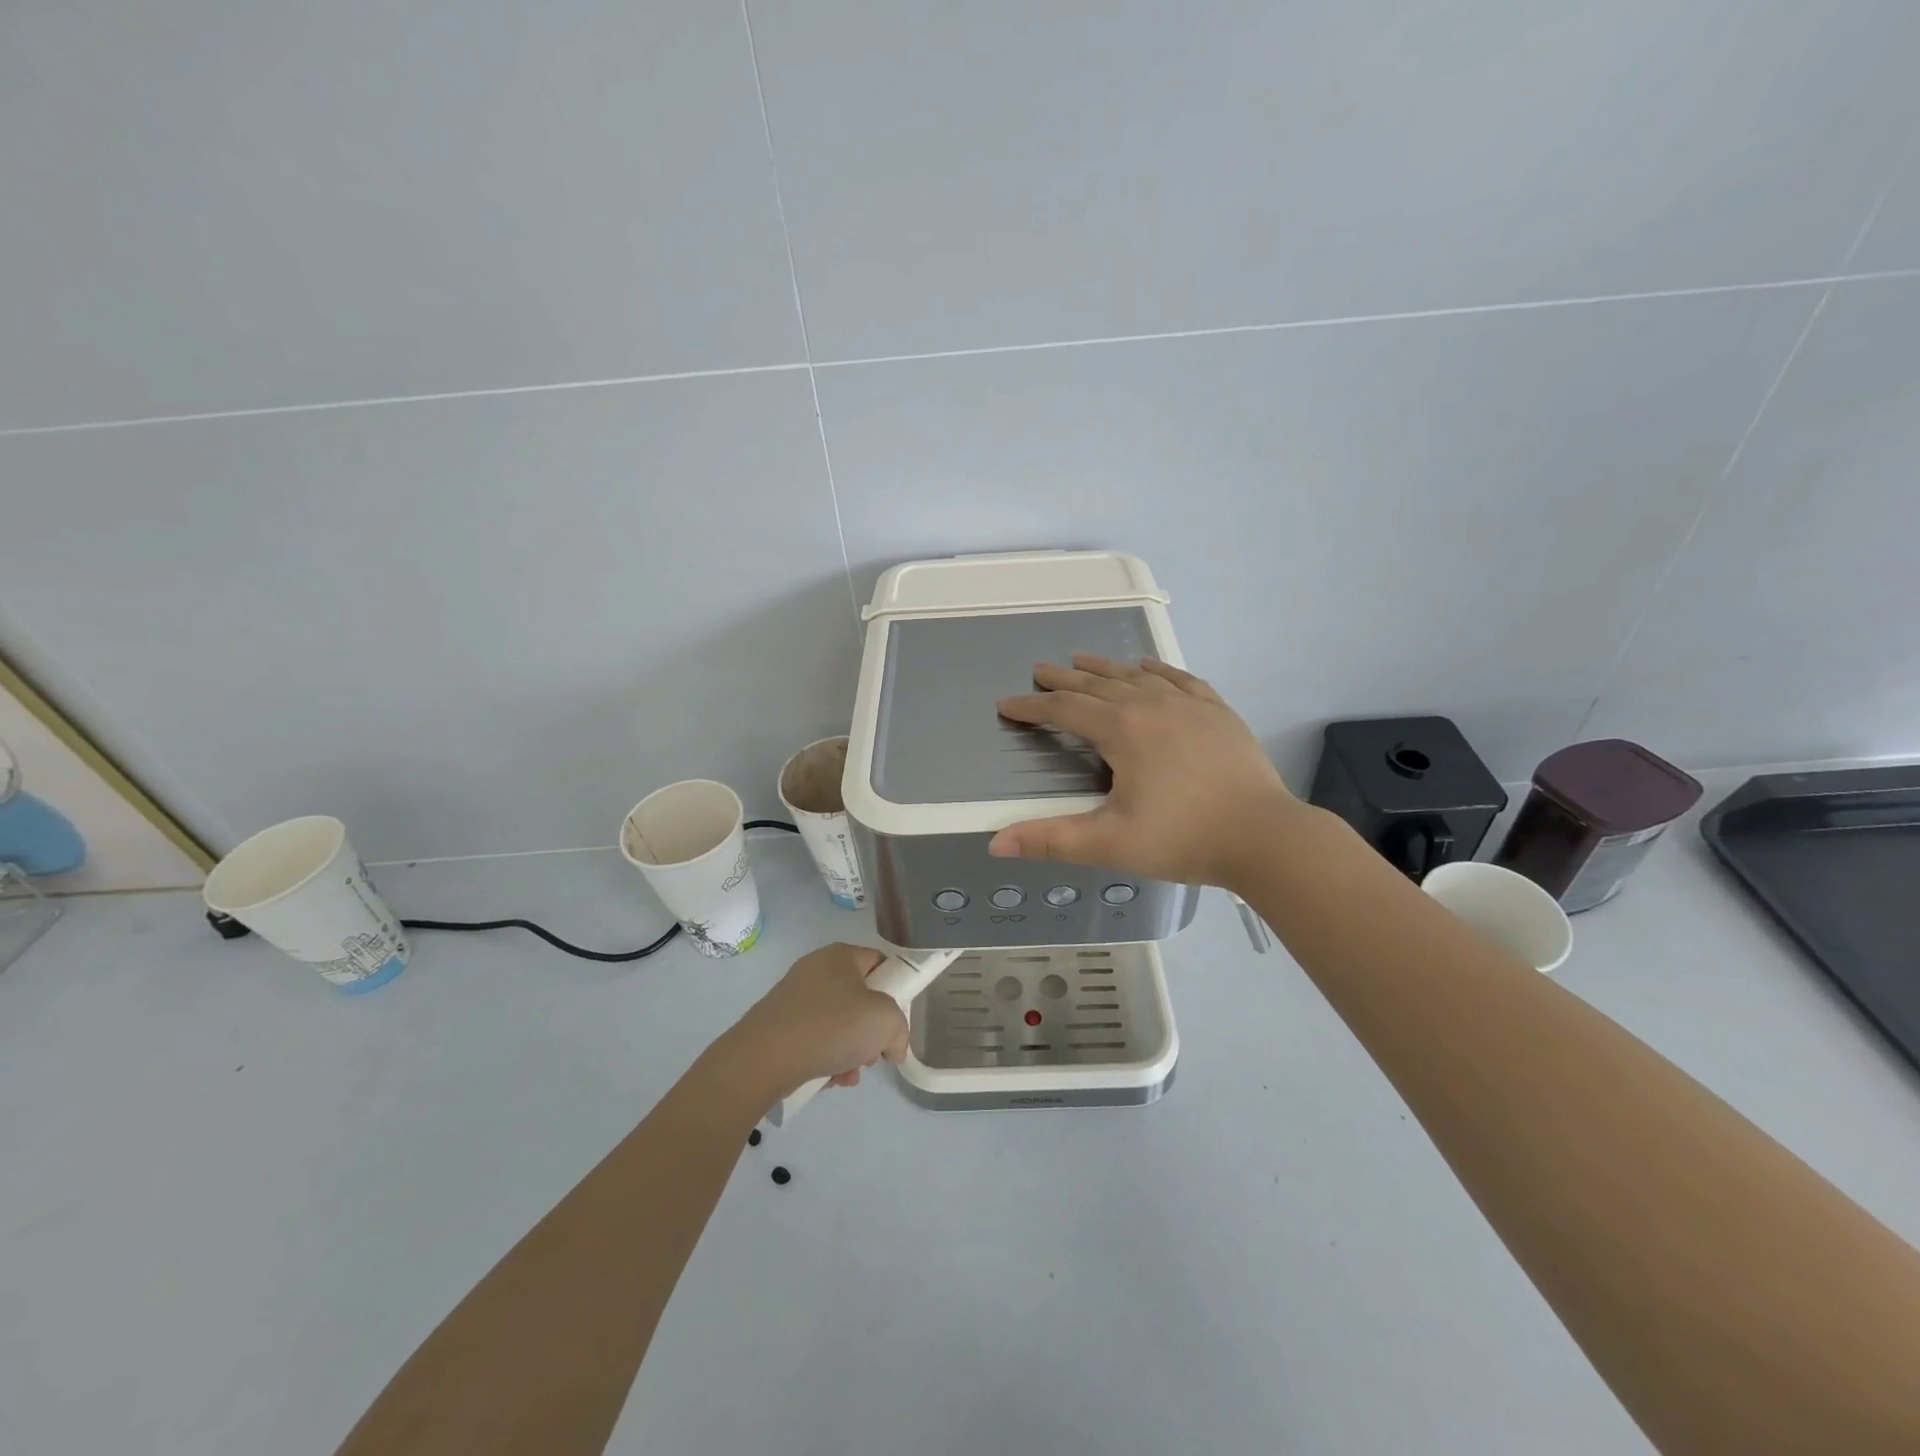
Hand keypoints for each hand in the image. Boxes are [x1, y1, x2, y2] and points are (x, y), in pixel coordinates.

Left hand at [722, 943, 910, 1099]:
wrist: (762, 1058)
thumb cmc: (830, 1027)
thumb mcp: (885, 1021)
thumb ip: (900, 1030)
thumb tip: (891, 1047)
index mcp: (841, 955)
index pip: (880, 963)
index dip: (895, 989)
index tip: (896, 1020)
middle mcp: (816, 969)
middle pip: (859, 998)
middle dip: (870, 1031)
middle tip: (872, 1053)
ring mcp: (794, 996)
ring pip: (837, 1023)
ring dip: (850, 1051)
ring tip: (847, 1075)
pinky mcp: (777, 1024)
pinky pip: (814, 1038)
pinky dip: (825, 1058)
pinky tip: (828, 1080)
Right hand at [990, 654, 1301, 890]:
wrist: (1265, 836)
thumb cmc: (1183, 839)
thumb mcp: (1110, 843)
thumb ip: (1051, 840)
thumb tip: (995, 843)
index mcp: (1122, 730)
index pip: (1064, 710)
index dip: (1032, 707)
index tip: (1007, 704)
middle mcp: (1151, 705)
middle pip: (1097, 685)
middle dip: (1063, 679)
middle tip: (1040, 670)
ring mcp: (1189, 705)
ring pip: (1136, 676)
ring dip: (1105, 667)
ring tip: (1082, 659)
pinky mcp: (1218, 712)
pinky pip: (1181, 680)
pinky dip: (1158, 670)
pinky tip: (1149, 667)